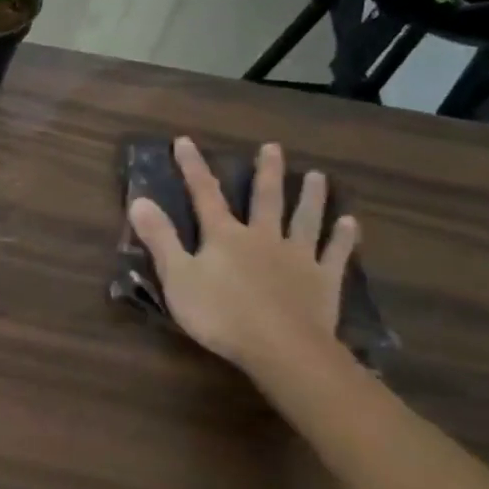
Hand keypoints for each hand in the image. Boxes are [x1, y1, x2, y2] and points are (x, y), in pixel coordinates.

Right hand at [128, 139, 358, 379]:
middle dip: (266, 172)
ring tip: (316, 176)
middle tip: (272, 147)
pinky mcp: (323, 279)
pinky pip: (335, 252)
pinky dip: (343, 237)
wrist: (281, 347)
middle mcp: (263, 237)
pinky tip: (350, 223)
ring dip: (310, 196)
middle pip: (265, 198)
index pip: (205, 194)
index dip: (193, 167)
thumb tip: (138, 200)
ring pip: (305, 219)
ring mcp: (297, 256)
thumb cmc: (220, 314)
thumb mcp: (177, 277)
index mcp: (225, 236)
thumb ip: (160, 239)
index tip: (185, 141)